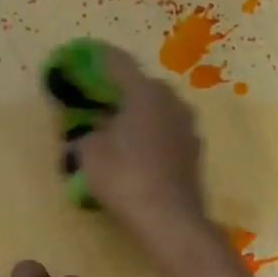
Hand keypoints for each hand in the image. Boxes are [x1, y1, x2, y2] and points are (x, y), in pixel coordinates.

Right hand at [75, 45, 210, 246]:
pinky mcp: (194, 152)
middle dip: (120, 90)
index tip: (83, 57)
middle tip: (98, 99)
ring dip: (138, 114)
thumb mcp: (90, 154)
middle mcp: (173, 101)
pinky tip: (135, 151)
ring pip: (157, 110)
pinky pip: (166, 133)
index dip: (98, 59)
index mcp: (146, 92)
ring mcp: (188, 127)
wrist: (170, 220)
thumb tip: (93, 134)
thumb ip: (87, 135)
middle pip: (142, 86)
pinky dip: (150, 135)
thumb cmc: (125, 177)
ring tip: (115, 127)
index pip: (119, 63)